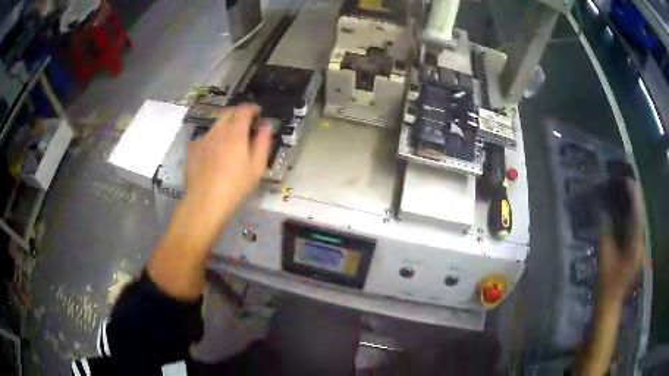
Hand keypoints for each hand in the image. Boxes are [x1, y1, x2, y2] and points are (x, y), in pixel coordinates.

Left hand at [180, 105, 270, 236]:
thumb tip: (265, 127)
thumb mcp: (257, 168)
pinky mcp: (193, 150)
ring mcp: (203, 140)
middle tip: (246, 123)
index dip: (251, 109)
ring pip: (216, 124)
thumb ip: (263, 143)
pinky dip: (214, 137)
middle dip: (238, 114)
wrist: (205, 203)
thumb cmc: (235, 188)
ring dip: (226, 125)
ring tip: (231, 138)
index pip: (243, 111)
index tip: (257, 113)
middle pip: (228, 113)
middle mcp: (217, 132)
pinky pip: (206, 137)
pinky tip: (216, 151)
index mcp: (235, 134)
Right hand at [597, 179, 644, 300]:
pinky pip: (635, 228)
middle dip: (632, 197)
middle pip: (639, 213)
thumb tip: (602, 212)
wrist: (611, 303)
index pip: (636, 212)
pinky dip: (630, 216)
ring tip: (623, 192)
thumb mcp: (605, 258)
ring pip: (638, 220)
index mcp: (635, 245)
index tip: (624, 180)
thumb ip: (605, 233)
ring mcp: (639, 247)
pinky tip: (624, 211)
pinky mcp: (635, 251)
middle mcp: (640, 243)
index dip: (632, 195)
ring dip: (632, 205)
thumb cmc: (607, 284)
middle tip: (622, 183)